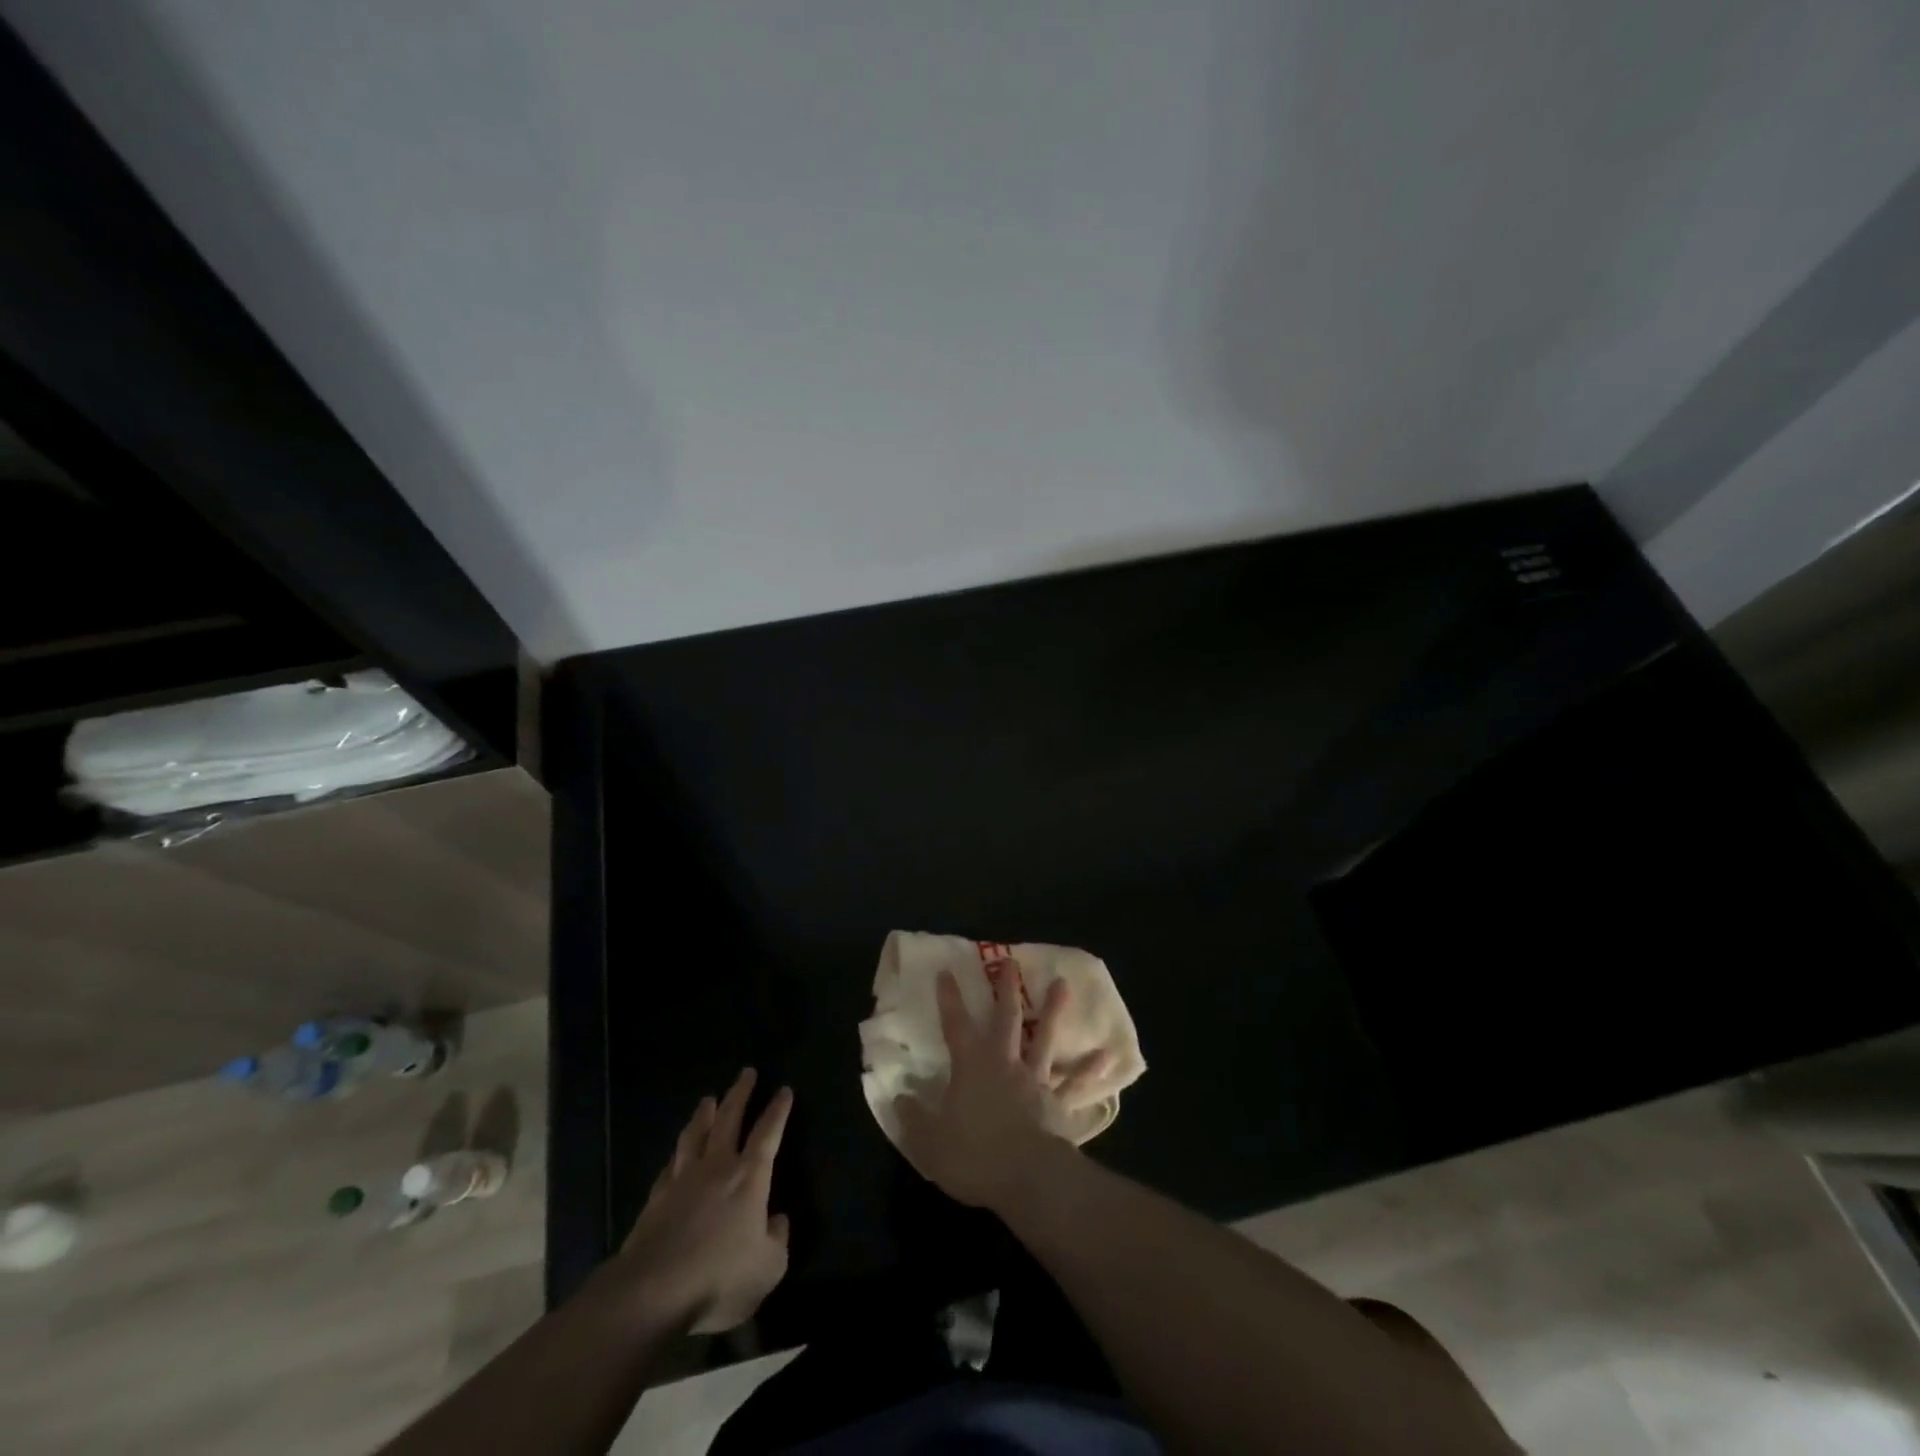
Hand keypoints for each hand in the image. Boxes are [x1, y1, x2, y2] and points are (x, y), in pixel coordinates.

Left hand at [616, 1069, 792, 1332]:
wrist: (653, 1292)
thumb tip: (778, 1220)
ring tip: (708, 1099)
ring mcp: (683, 1180)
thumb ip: (778, 1239)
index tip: (784, 1089)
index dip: (778, 1111)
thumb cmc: (719, 1277)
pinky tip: (677, 1152)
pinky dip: (677, 1153)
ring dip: (704, 1114)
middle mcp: (717, 1167)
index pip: (768, 1133)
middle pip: (730, 1119)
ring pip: (695, 1134)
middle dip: (740, 1094)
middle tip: (747, 1073)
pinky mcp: (656, 1199)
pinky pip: (670, 1165)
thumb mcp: (769, 1267)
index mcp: (750, 1177)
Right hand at [895, 969, 1109, 1210]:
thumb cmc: (974, 1156)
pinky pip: (1075, 1084)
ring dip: (1054, 1011)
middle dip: (1006, 989)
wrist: (1027, 1178)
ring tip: (1063, 985)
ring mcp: (1035, 1081)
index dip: (950, 999)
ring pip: (1045, 1038)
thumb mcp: (930, 1141)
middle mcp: (1005, 1063)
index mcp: (972, 1066)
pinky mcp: (1059, 1105)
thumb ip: (913, 1117)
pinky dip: (1090, 1069)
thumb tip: (899, 1097)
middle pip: (1006, 1018)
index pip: (956, 1025)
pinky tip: (1107, 1055)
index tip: (947, 972)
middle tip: (1010, 962)